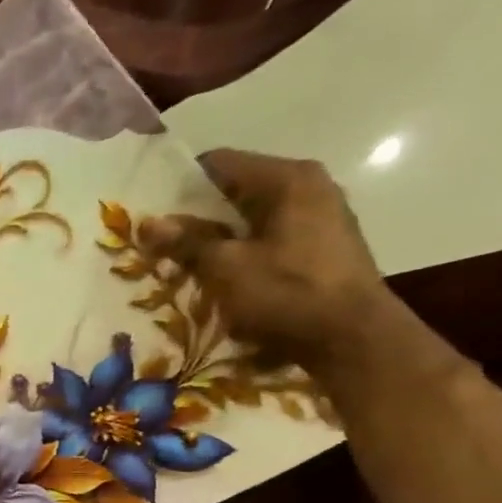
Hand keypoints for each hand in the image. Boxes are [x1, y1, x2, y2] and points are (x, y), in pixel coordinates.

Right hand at [137, 150, 394, 374]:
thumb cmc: (286, 293)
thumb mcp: (225, 267)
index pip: (219, 163)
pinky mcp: (322, 246)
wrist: (352, 339)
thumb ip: (186, 242)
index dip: (180, 184)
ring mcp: (320, 216)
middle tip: (159, 239)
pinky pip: (269, 236)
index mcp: (287, 179)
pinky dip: (242, 249)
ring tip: (184, 260)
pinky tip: (221, 274)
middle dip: (196, 214)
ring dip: (218, 236)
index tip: (151, 209)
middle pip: (236, 189)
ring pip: (251, 216)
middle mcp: (308, 186)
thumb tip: (149, 223)